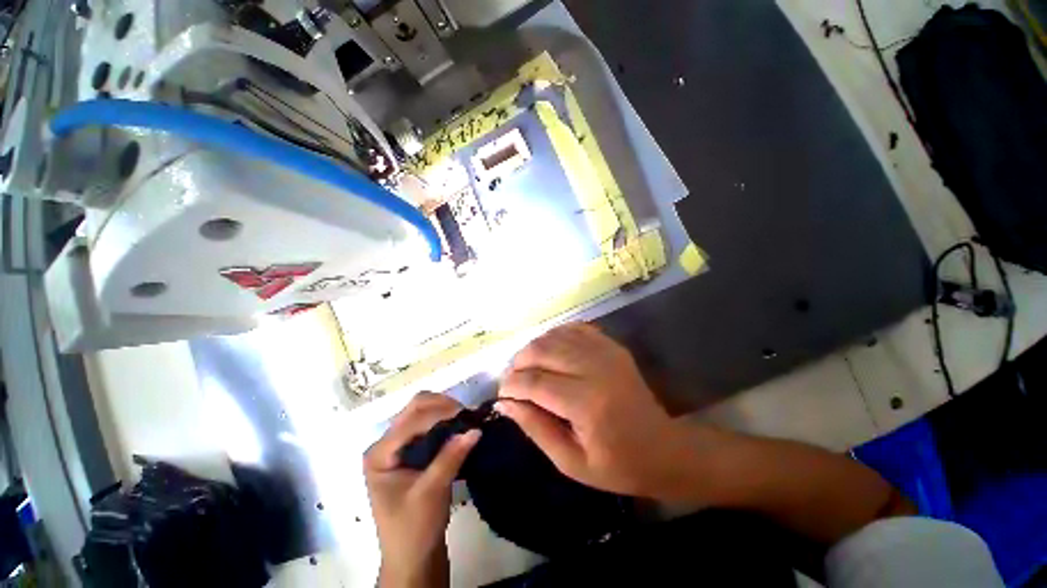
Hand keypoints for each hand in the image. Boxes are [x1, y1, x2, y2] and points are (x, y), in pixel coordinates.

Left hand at [364, 393, 480, 587]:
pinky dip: (444, 420)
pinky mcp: (410, 451)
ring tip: (464, 418)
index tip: (467, 415)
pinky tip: (458, 426)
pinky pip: (427, 424)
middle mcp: (385, 444)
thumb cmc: (414, 529)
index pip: (411, 421)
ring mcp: (397, 446)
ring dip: (443, 410)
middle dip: (441, 405)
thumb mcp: (431, 493)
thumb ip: (450, 458)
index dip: (440, 414)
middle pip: (414, 408)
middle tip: (465, 414)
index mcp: (379, 454)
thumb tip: (475, 429)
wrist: (412, 557)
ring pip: (421, 412)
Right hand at [497, 323, 701, 500]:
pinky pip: (573, 328)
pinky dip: (555, 336)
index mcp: (586, 403)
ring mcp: (605, 352)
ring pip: (554, 335)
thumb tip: (504, 403)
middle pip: (541, 350)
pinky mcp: (611, 346)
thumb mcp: (570, 461)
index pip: (534, 382)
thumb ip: (535, 428)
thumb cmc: (617, 465)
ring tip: (527, 368)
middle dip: (518, 363)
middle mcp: (595, 368)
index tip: (501, 395)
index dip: (511, 385)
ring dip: (533, 349)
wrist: (663, 448)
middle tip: (512, 381)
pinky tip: (550, 352)